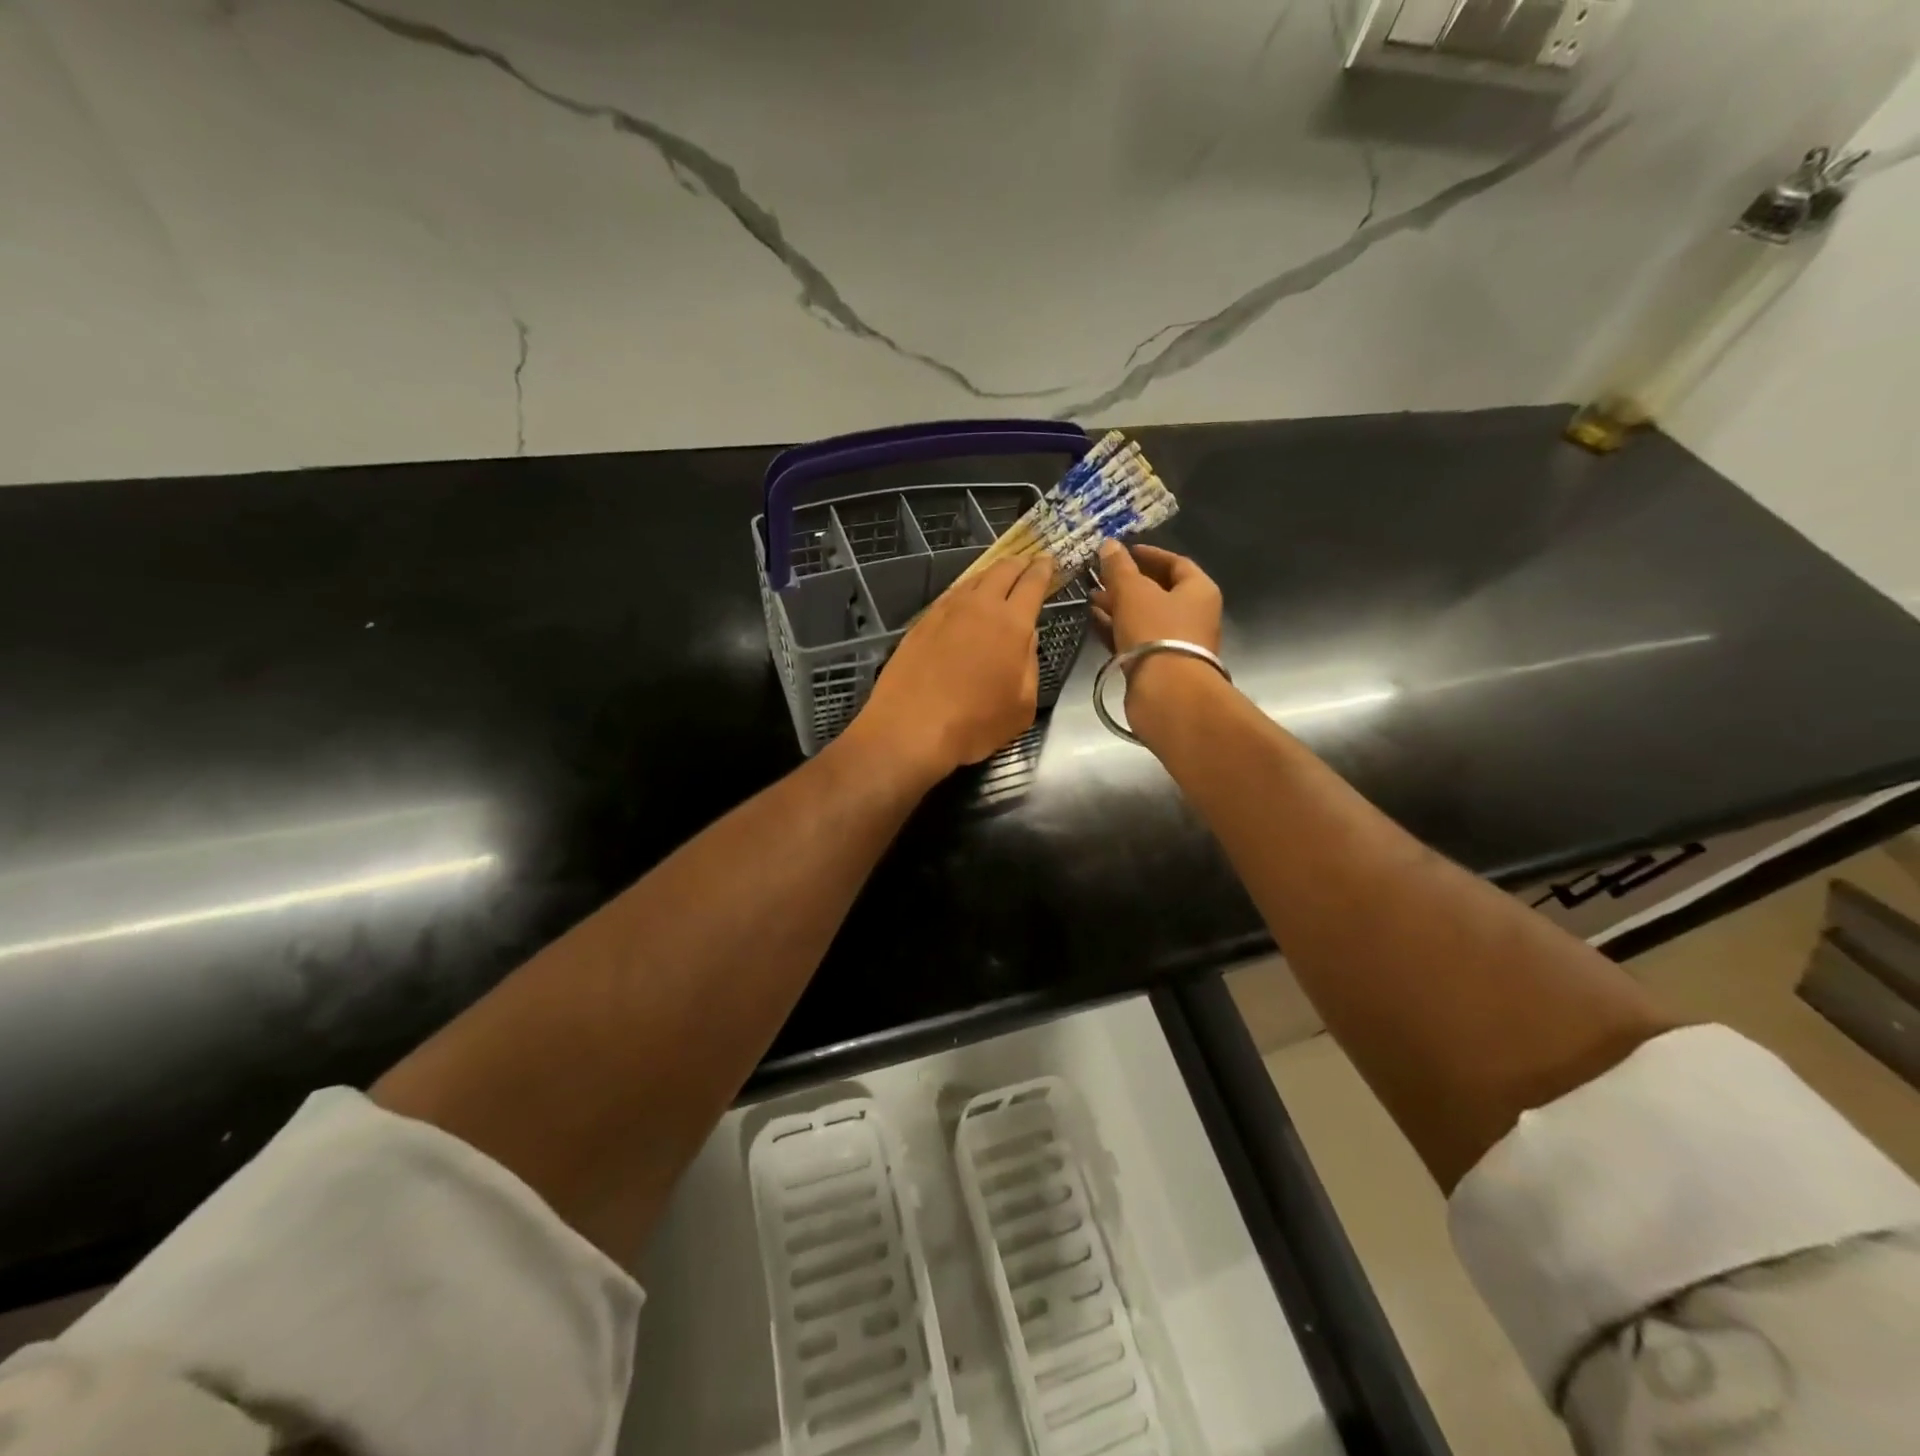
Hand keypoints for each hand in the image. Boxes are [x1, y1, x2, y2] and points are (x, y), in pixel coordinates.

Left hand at [849, 554, 1052, 780]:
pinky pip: (950, 596)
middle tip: (1026, 563)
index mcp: (1012, 624)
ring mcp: (945, 612)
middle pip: (1002, 571)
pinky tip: (965, 602)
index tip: (1049, 561)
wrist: (910, 728)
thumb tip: (1026, 638)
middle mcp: (979, 607)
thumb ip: (1029, 664)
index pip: (1032, 583)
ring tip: (997, 578)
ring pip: (973, 580)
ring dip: (990, 575)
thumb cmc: (974, 724)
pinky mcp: (921, 623)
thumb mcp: (1022, 705)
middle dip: (1018, 564)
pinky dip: (965, 592)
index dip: (1043, 570)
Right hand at [1090, 541, 1221, 653]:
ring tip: (1091, 598)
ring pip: (1145, 617)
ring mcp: (1177, 643)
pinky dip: (1117, 629)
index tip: (1124, 550)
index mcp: (1199, 590)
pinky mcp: (1159, 666)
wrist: (1167, 693)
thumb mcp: (1133, 592)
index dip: (1149, 554)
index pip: (1176, 562)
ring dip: (1119, 606)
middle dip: (1128, 582)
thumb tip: (1110, 545)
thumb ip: (1120, 568)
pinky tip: (1094, 621)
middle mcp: (1194, 615)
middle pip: (1159, 591)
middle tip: (1100, 576)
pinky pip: (1136, 640)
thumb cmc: (1156, 632)